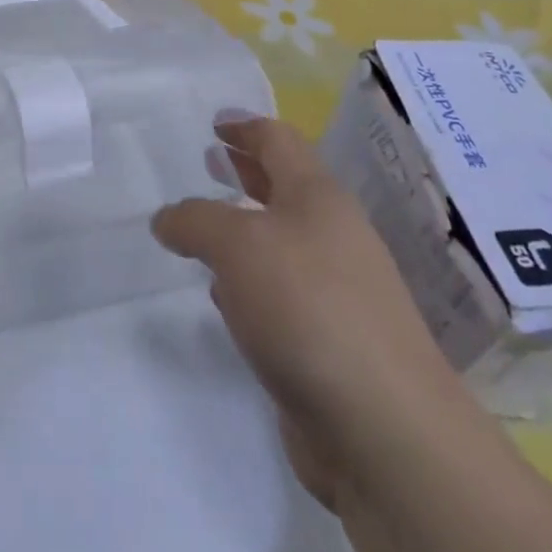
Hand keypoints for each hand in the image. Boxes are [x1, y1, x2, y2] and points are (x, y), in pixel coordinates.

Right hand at [151, 116, 471, 507]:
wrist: (384, 428)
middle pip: (284, 188)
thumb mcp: (237, 244)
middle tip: (208, 161)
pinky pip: (281, 294)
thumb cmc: (308, 306)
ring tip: (205, 230)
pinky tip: (225, 298)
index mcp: (318, 197)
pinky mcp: (329, 342)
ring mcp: (336, 291)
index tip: (215, 122)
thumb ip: (195, 220)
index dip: (245, 127)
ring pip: (280, 243)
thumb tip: (167, 219)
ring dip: (244, 230)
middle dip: (246, 172)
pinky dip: (249, 283)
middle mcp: (332, 236)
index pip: (279, 142)